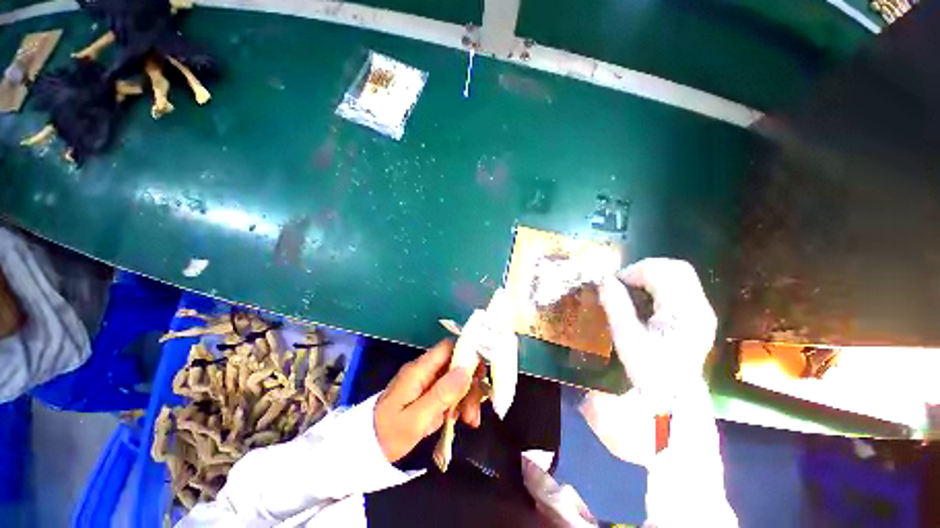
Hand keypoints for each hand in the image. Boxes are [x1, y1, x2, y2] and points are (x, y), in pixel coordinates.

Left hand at [375, 340, 483, 462]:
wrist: (367, 449)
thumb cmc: (388, 433)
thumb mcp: (416, 418)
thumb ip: (441, 393)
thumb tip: (466, 369)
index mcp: (420, 369)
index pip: (448, 347)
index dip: (468, 352)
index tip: (483, 370)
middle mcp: (426, 371)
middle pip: (456, 365)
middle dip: (470, 383)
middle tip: (475, 409)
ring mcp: (428, 382)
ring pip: (457, 379)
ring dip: (468, 397)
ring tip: (470, 421)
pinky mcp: (429, 394)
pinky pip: (450, 392)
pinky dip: (460, 404)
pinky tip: (463, 420)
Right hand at [597, 258, 716, 409]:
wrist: (674, 399)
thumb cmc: (648, 370)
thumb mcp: (626, 337)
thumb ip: (616, 304)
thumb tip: (605, 279)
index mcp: (683, 312)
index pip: (661, 272)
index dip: (633, 271)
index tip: (612, 283)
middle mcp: (699, 306)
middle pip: (675, 268)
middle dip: (644, 269)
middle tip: (622, 283)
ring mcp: (702, 311)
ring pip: (679, 275)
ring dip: (651, 276)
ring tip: (631, 290)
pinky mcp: (698, 315)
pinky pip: (679, 287)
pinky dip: (658, 286)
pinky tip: (645, 300)